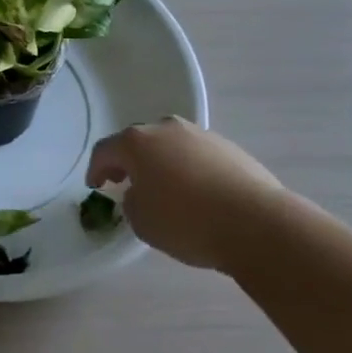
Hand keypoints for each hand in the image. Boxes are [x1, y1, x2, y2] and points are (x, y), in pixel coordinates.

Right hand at [87, 117, 286, 273]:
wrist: (256, 224)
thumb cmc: (186, 221)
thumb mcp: (141, 221)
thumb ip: (132, 201)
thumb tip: (141, 193)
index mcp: (137, 142)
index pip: (105, 150)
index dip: (95, 169)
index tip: (96, 186)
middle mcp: (166, 128)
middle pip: (139, 142)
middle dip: (130, 162)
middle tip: (126, 183)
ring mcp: (200, 135)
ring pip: (171, 146)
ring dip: (162, 164)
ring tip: (166, 191)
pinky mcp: (229, 148)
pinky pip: (197, 156)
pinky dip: (190, 170)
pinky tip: (197, 194)